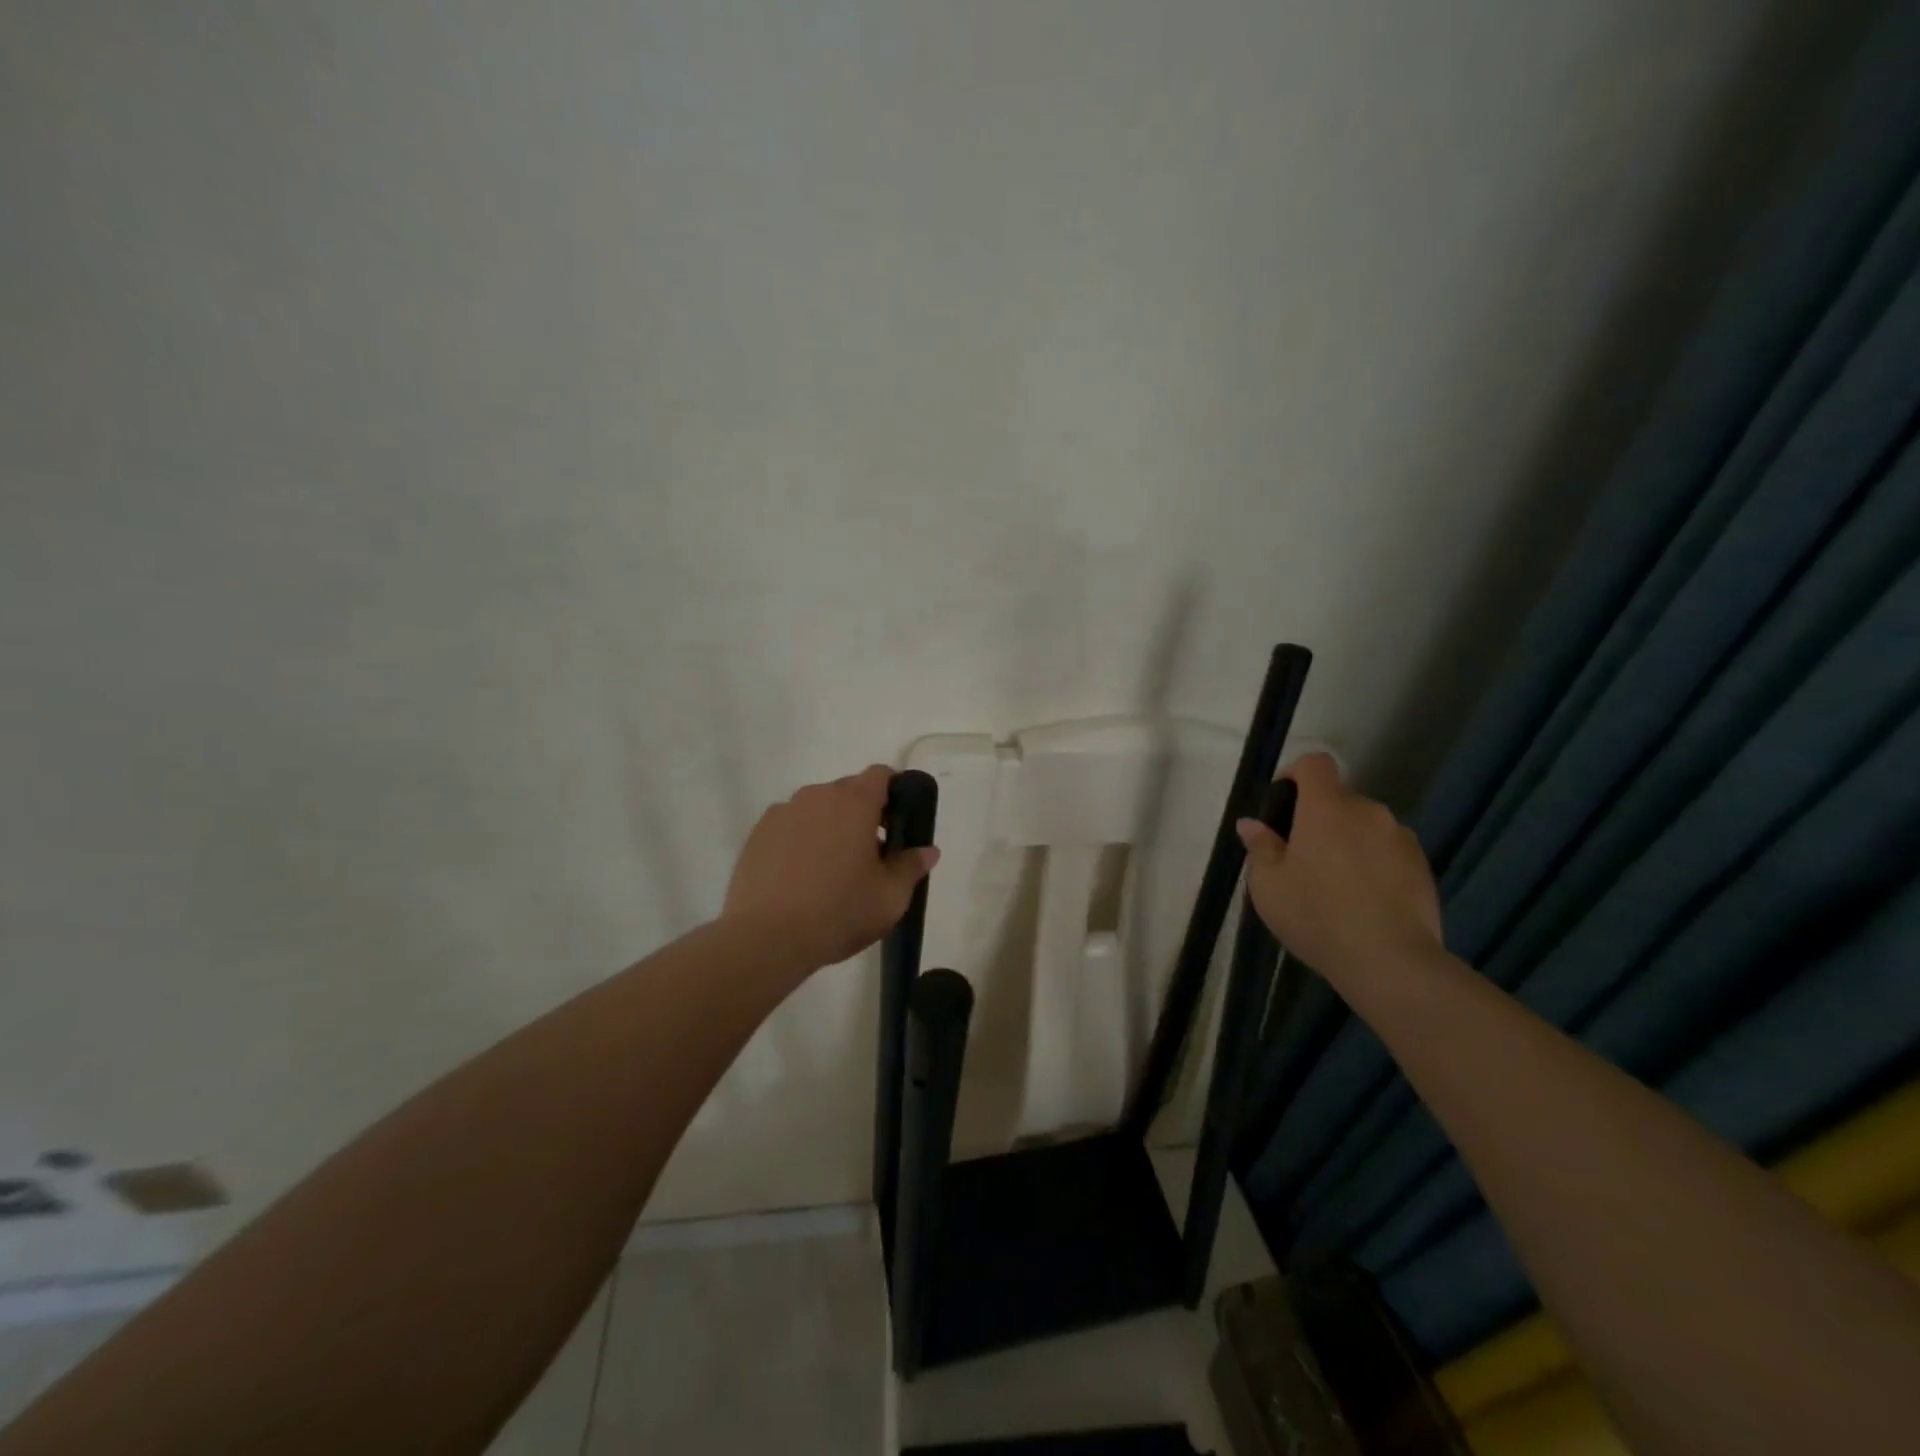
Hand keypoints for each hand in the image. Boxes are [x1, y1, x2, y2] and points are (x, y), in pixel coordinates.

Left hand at [723, 765, 940, 970]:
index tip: (898, 823)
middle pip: (848, 792)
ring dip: (830, 827)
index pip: (881, 775)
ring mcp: (783, 812)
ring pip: (817, 809)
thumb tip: (927, 850)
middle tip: (870, 855)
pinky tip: (800, 878)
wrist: (766, 939)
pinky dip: (801, 841)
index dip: (895, 793)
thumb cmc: (838, 912)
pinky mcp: (757, 834)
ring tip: (831, 870)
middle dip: (863, 815)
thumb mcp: (890, 897)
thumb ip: (911, 866)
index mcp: (854, 802)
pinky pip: (790, 826)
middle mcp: (816, 796)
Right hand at [1236, 753, 1444, 987]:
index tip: (1283, 805)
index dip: (1296, 774)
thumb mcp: (1268, 885)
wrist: (1390, 961)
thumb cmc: (1316, 915)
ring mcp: (1401, 838)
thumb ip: (1260, 847)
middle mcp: (1368, 811)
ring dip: (1349, 842)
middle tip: (1302, 859)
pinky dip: (1374, 864)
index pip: (1315, 763)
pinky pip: (1388, 851)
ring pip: (1365, 827)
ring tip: (1336, 885)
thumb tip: (1252, 824)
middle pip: (1339, 799)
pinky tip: (1364, 901)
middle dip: (1319, 819)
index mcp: (1326, 808)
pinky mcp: (1423, 866)